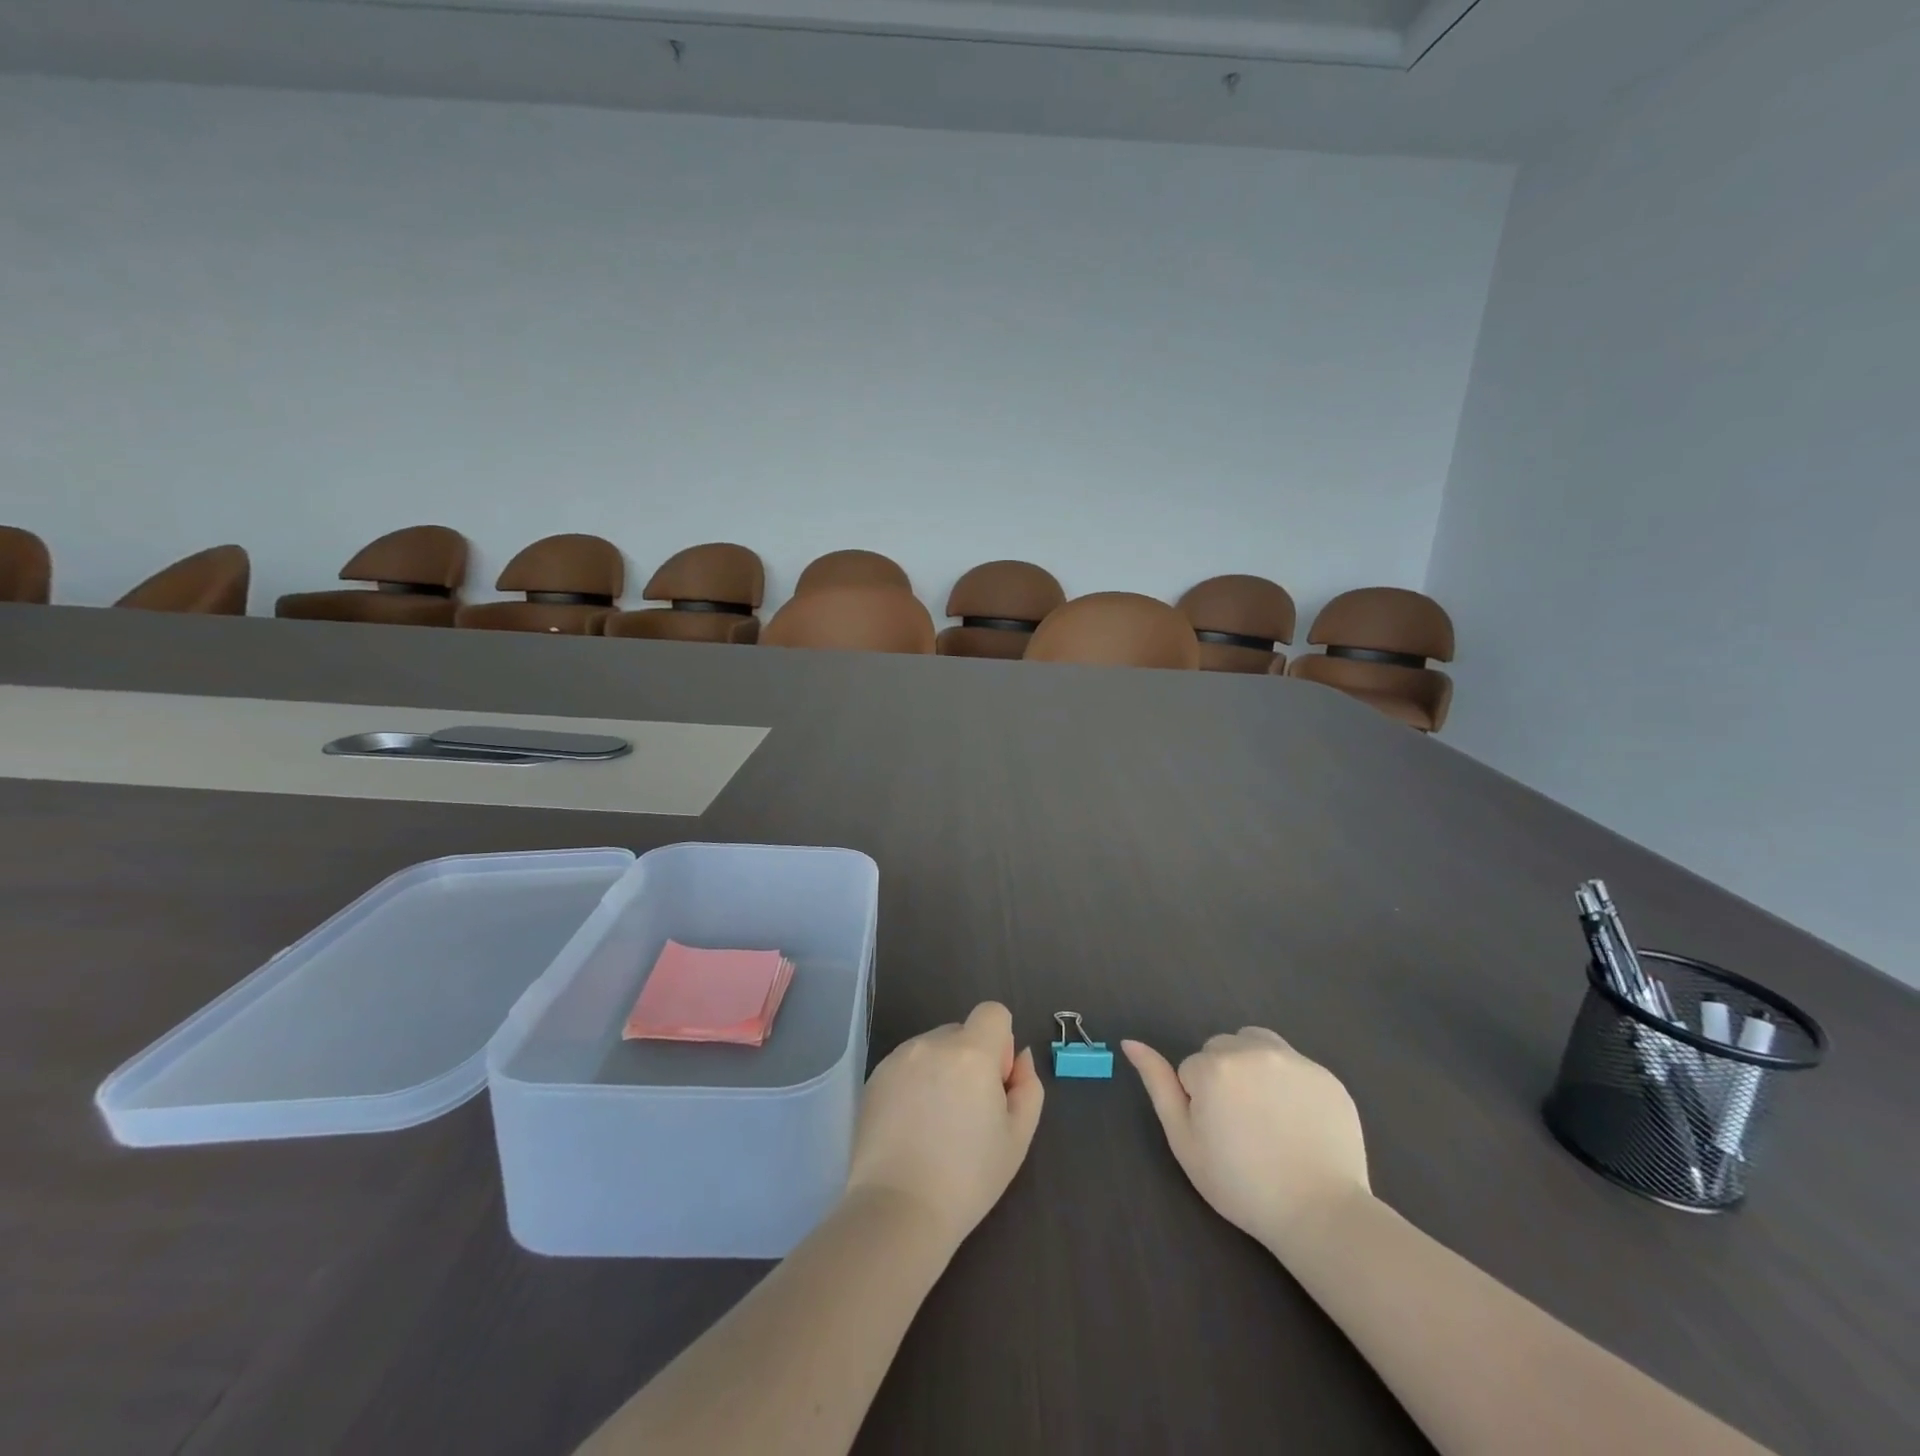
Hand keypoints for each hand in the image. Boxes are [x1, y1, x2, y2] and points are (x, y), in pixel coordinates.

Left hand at [846, 1002, 1044, 1250]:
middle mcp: (932, 1044)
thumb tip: (1019, 1057)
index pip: (993, 1013)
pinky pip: (906, 1066)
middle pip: (962, 1033)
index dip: (1000, 1045)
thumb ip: (1027, 1086)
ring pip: (932, 1049)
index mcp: (971, 1053)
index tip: (994, 1084)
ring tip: (935, 1125)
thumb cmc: (968, 1177)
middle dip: (971, 1060)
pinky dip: (914, 1084)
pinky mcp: (874, 1078)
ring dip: (941, 1071)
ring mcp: (898, 1058)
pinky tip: (911, 1128)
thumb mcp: (1017, 1137)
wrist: (898, 1210)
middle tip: (967, 1113)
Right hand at [1124, 1028, 1369, 1256]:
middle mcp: (1252, 1050)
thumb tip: (1130, 1042)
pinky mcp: (1326, 1075)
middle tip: (1241, 1126)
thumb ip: (1158, 1084)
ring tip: (1267, 1113)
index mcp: (1214, 1067)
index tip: (1219, 1135)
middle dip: (1223, 1077)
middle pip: (1222, 1049)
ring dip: (1252, 1067)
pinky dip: (1288, 1083)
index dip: (1199, 1102)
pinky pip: (1293, 1063)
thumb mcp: (1184, 1141)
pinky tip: (1297, 1120)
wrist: (1320, 1215)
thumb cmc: (1241, 1184)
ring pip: (1255, 1044)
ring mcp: (1294, 1060)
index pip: (1190, 1069)